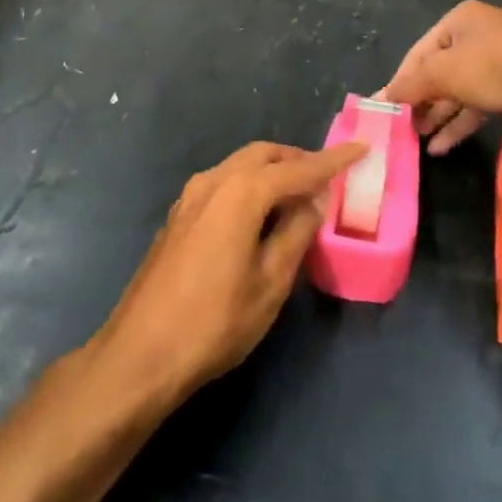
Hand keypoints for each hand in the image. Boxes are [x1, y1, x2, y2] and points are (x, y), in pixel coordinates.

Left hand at [94, 140, 366, 403]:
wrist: (141, 352)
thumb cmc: (214, 321)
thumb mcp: (270, 283)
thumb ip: (296, 234)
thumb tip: (313, 204)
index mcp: (240, 193)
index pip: (297, 169)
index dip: (332, 161)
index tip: (361, 149)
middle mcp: (213, 182)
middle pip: (263, 155)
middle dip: (297, 160)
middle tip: (327, 177)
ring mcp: (190, 197)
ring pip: (239, 166)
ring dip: (272, 171)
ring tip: (299, 195)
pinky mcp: (179, 216)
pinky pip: (223, 184)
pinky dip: (249, 185)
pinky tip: (261, 213)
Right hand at [380, 0, 501, 153]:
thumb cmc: (494, 66)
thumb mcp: (443, 72)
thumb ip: (410, 86)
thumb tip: (380, 98)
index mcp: (461, 20)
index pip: (418, 52)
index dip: (400, 81)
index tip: (386, 110)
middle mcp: (480, 37)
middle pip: (439, 72)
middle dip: (420, 101)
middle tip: (402, 128)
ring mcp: (501, 64)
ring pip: (459, 92)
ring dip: (438, 116)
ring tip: (418, 140)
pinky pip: (479, 107)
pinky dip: (460, 124)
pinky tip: (442, 146)